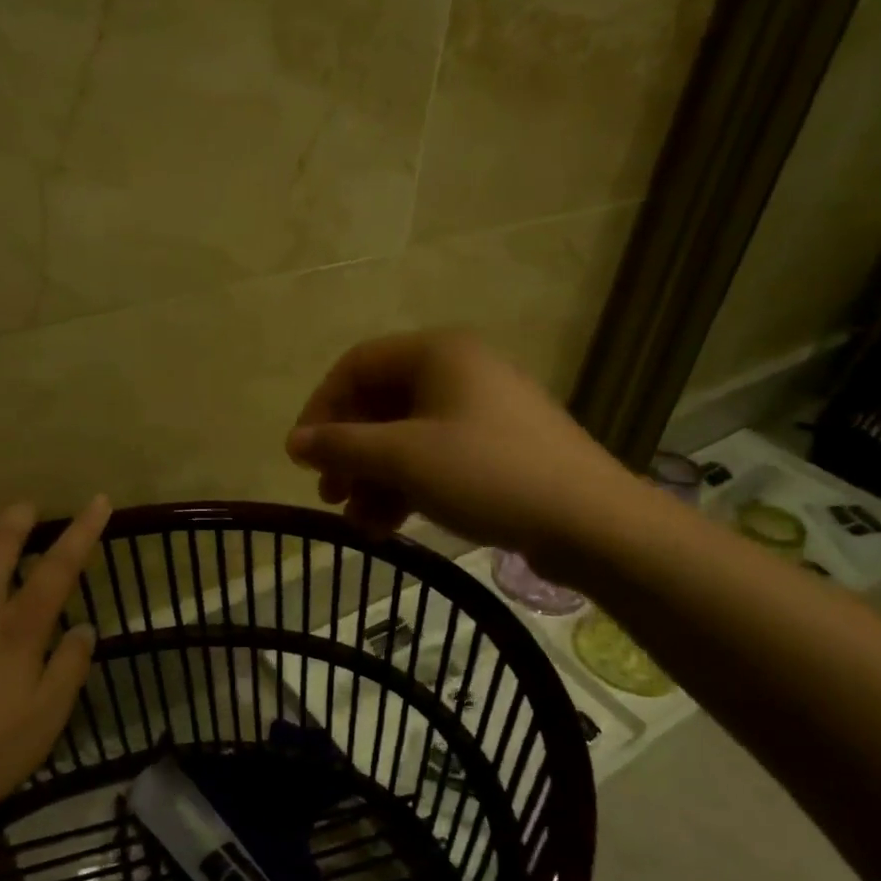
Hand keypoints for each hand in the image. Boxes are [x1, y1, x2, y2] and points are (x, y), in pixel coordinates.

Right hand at [286, 330, 635, 569]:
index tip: (303, 455)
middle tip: (329, 495)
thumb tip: (292, 442)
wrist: (588, 520)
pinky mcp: (498, 449)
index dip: (321, 408)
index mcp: (437, 354)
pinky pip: (436, 458)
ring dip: (375, 479)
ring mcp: (481, 412)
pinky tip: (389, 527)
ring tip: (359, 524)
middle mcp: (458, 372)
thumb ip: (342, 446)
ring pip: (406, 438)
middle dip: (349, 453)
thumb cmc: (486, 473)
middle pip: (380, 404)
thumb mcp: (403, 458)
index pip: (356, 366)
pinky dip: (407, 488)